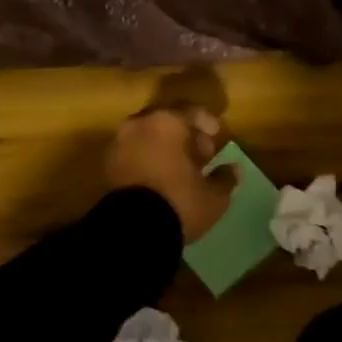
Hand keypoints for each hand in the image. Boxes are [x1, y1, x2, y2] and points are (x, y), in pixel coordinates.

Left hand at [104, 105, 236, 242]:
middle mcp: (139, 124)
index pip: (191, 110)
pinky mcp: (107, 165)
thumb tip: (233, 169)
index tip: (218, 135)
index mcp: (166, 122)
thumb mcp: (212, 195)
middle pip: (166, 120)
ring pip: (147, 135)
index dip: (208, 122)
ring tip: (181, 167)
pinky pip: (134, 151)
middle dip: (185, 133)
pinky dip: (148, 157)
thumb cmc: (178, 202)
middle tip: (201, 152)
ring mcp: (119, 144)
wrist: (132, 231)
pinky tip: (161, 177)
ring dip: (165, 146)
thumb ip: (224, 178)